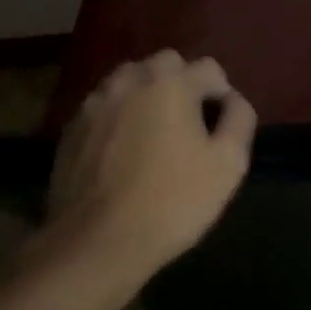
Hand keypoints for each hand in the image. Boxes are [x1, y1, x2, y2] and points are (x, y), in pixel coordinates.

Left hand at [47, 50, 256, 274]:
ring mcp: (95, 102)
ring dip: (146, 96)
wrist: (96, 244)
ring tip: (152, 135)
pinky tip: (122, 153)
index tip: (219, 128)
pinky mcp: (71, 128)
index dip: (221, 95)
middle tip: (187, 125)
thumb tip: (232, 100)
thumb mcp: (228, 164)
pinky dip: (118, 118)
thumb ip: (239, 119)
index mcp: (171, 82)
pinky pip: (104, 108)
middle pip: (166, 65)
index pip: (209, 69)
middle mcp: (131, 79)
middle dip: (181, 84)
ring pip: (130, 81)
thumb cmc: (171, 201)